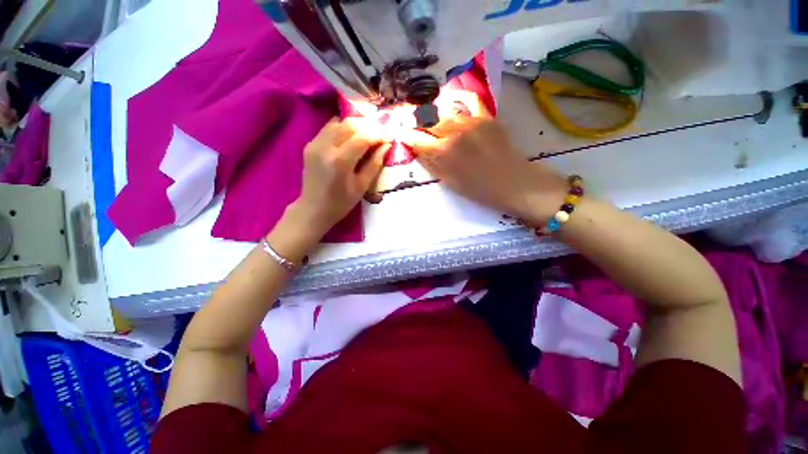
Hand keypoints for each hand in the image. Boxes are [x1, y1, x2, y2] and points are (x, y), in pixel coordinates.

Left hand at [288, 118, 388, 238]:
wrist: (314, 209)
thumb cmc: (341, 202)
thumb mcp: (362, 186)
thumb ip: (374, 164)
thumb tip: (386, 145)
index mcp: (340, 161)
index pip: (362, 137)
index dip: (378, 134)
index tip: (389, 135)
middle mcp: (325, 147)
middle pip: (349, 124)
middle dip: (368, 126)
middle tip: (380, 132)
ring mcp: (315, 144)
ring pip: (338, 122)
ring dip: (355, 125)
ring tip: (367, 133)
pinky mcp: (310, 144)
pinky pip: (329, 128)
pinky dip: (343, 128)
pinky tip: (351, 137)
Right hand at [401, 103, 566, 225]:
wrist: (513, 183)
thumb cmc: (479, 189)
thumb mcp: (449, 182)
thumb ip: (431, 165)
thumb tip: (418, 150)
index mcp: (443, 152)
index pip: (417, 139)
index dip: (407, 137)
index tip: (402, 136)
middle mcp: (454, 131)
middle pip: (427, 121)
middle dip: (417, 123)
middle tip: (413, 127)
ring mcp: (471, 121)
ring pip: (444, 111)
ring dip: (433, 115)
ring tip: (429, 119)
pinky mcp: (486, 116)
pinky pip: (470, 100)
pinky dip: (458, 98)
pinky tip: (451, 101)